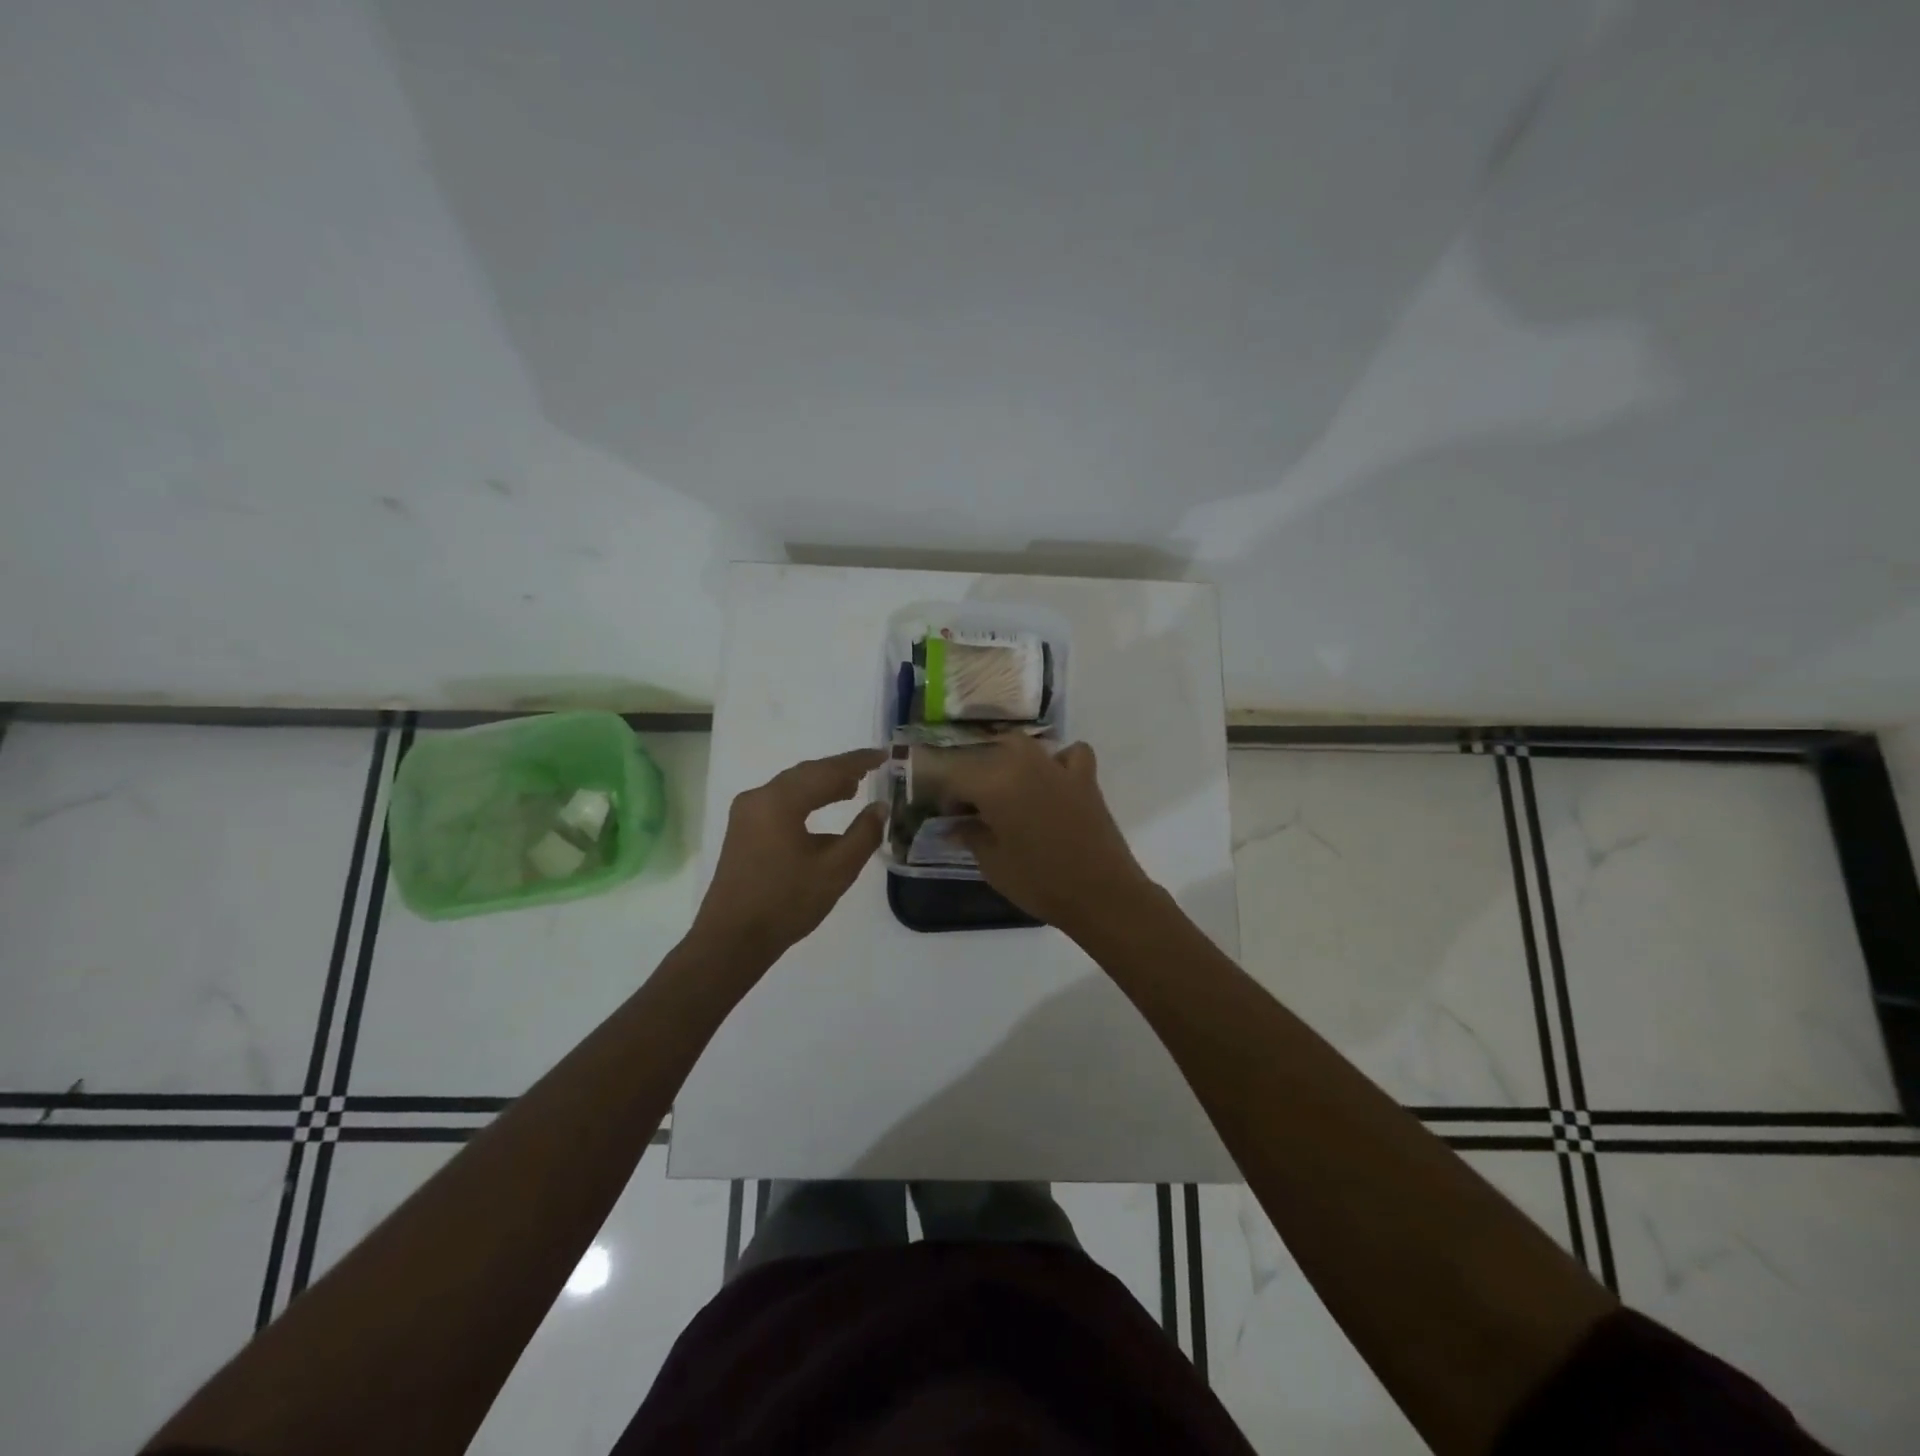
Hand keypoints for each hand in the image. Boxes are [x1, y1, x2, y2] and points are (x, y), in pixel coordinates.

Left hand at [692, 748, 885, 960]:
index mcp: (779, 801)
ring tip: (852, 789)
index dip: (857, 761)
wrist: (732, 940)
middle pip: (805, 774)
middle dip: (838, 771)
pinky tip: (821, 813)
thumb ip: (863, 834)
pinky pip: (779, 803)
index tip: (883, 755)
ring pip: (791, 788)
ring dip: (821, 786)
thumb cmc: (786, 903)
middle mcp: (758, 798)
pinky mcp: (742, 832)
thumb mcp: (836, 870)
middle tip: (871, 770)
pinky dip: (804, 801)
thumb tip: (880, 807)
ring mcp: (746, 815)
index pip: (826, 770)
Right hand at [939, 735, 1151, 937]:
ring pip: (1022, 746)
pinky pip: (1069, 754)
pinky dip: (1059, 761)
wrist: (1102, 894)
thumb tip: (955, 826)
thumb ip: (971, 836)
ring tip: (1006, 790)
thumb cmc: (1039, 883)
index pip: (955, 776)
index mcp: (994, 784)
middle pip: (986, 754)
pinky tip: (1054, 781)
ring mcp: (1057, 767)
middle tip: (975, 808)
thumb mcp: (993, 864)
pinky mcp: (1085, 778)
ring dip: (1008, 760)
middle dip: (974, 776)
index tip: (949, 819)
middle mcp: (1023, 764)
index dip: (947, 797)